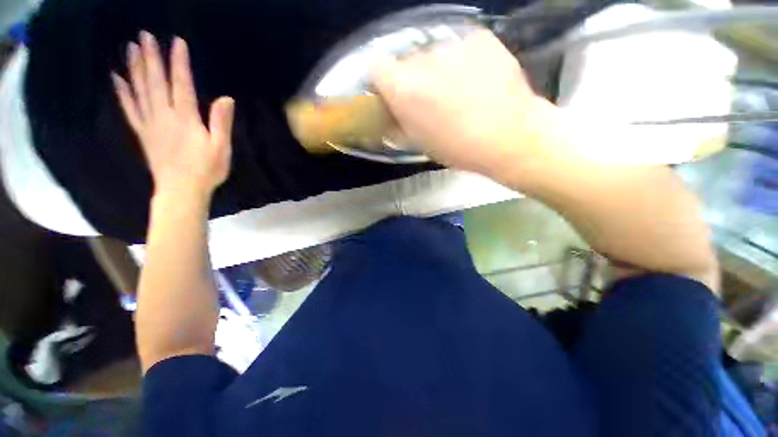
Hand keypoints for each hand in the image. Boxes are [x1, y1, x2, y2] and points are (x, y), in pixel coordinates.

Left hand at [112, 31, 234, 199]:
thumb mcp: (222, 148)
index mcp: (186, 119)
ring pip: (140, 91)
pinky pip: (129, 109)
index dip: (179, 63)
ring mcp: (150, 124)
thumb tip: (226, 98)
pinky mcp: (143, 133)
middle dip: (151, 58)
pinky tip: (117, 78)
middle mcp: (164, 116)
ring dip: (134, 68)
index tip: (176, 42)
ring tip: (130, 48)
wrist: (181, 191)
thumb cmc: (207, 170)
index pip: (181, 84)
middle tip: (144, 35)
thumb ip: (221, 123)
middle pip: (156, 82)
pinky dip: (122, 93)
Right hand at [372, 30, 561, 181]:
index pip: (377, 69)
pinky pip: (460, 48)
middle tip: (429, 101)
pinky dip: (462, 62)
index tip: (392, 97)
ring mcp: (453, 45)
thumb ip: (398, 122)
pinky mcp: (479, 38)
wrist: (509, 137)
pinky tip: (476, 81)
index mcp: (405, 90)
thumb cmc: (458, 149)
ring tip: (457, 93)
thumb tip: (390, 113)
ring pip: (433, 55)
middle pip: (406, 62)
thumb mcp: (419, 142)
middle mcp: (423, 60)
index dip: (383, 84)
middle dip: (412, 80)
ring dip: (437, 71)